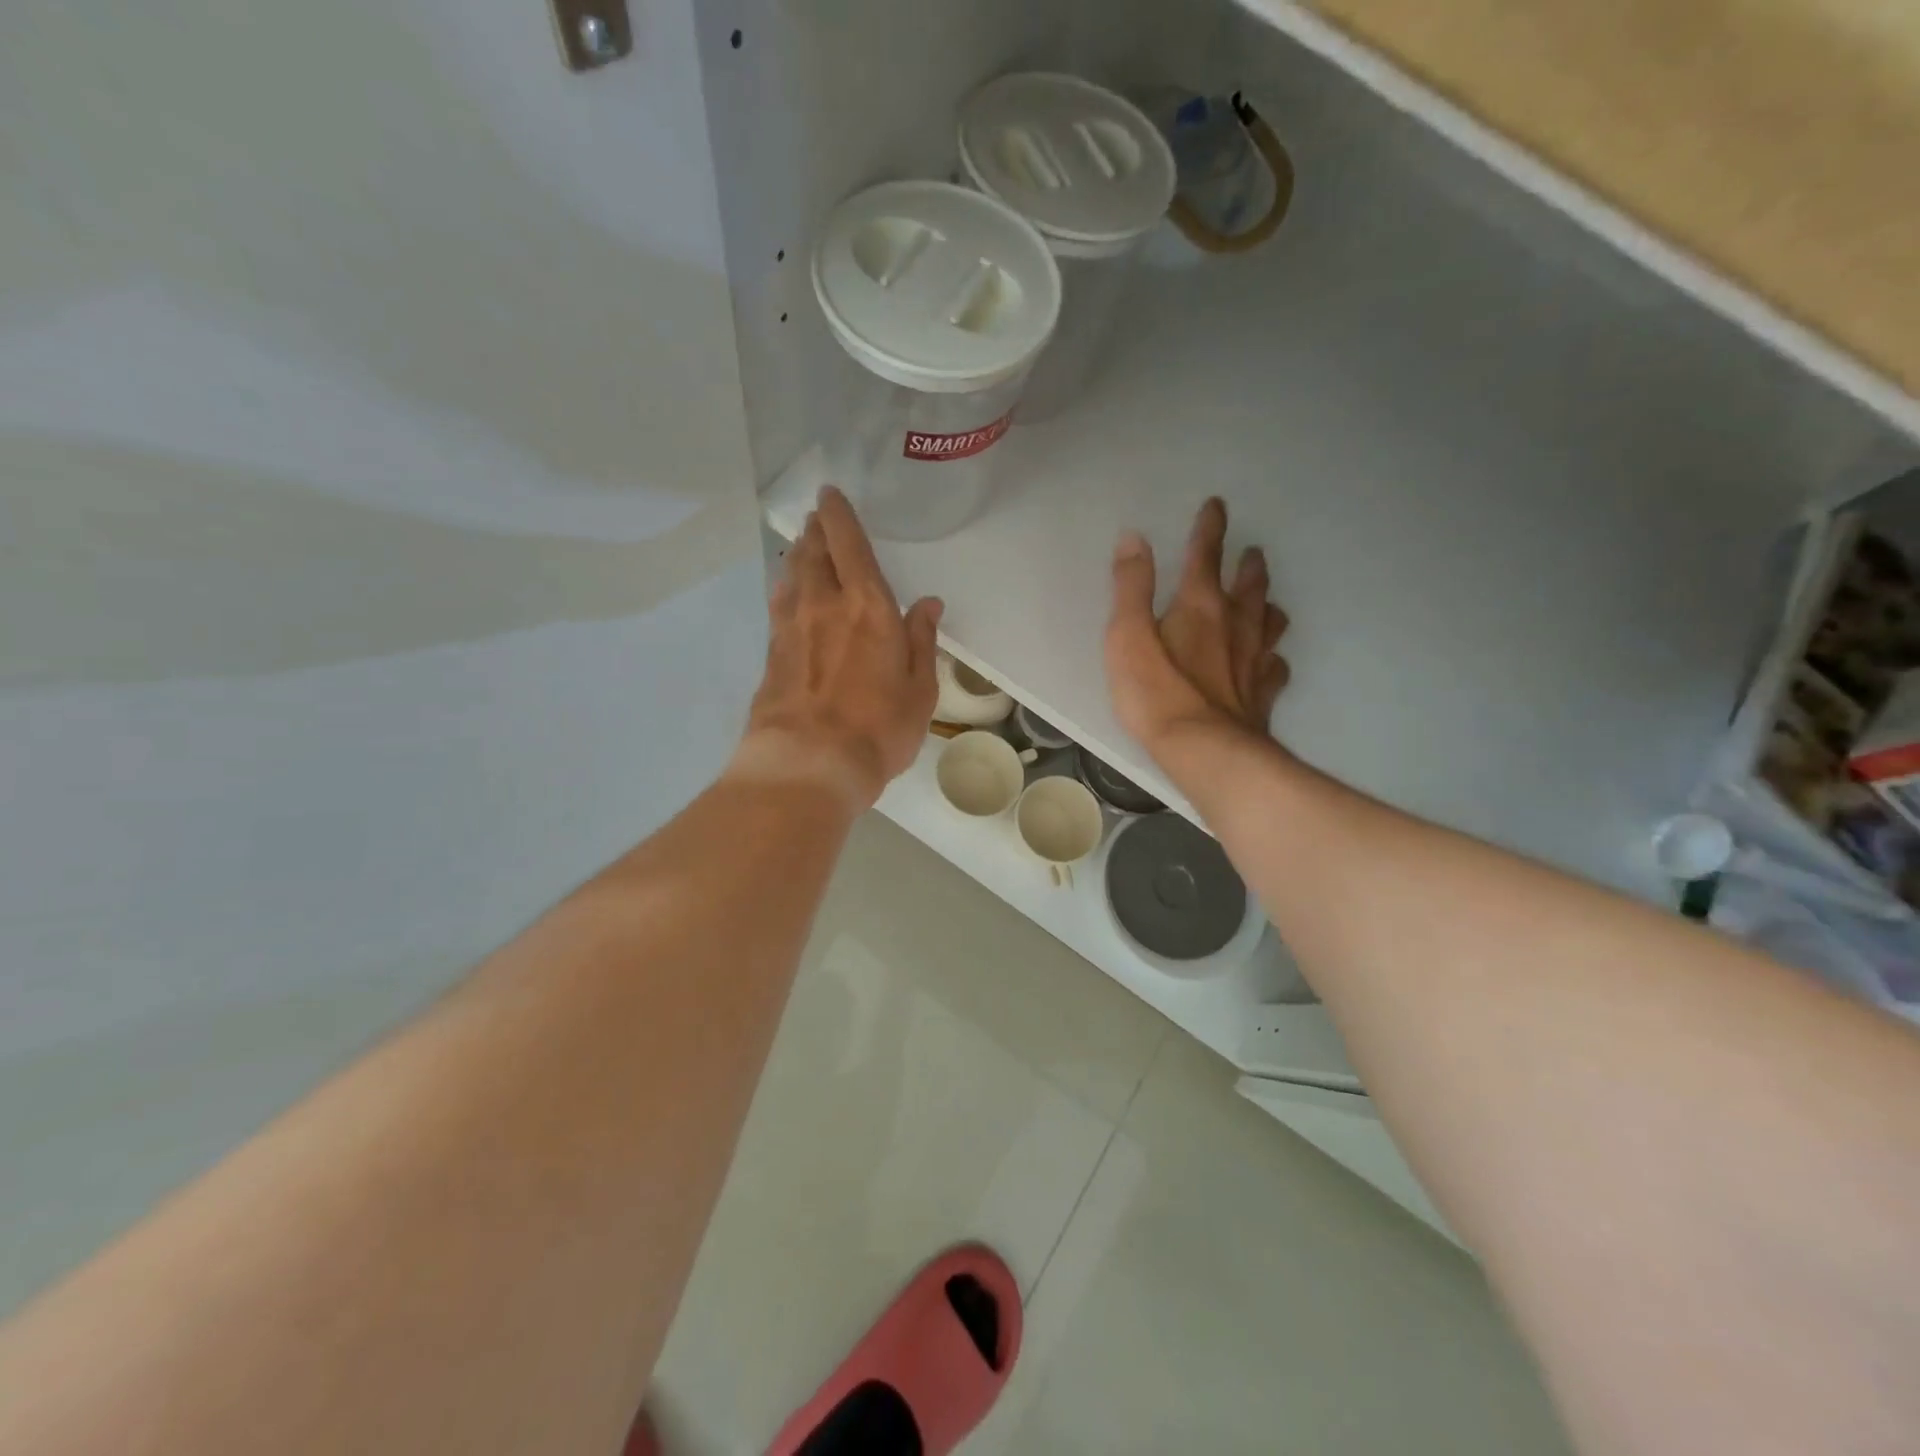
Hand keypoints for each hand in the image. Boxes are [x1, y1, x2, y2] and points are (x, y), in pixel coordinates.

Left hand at [736, 486, 942, 808]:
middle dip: (816, 531)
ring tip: (803, 548)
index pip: (849, 545)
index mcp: (868, 606)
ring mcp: (792, 629)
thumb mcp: (920, 690)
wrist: (808, 764)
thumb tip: (927, 603)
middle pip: (814, 554)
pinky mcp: (772, 654)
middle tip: (817, 519)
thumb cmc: (877, 728)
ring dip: (799, 556)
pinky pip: (779, 606)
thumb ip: (922, 641)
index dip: (839, 516)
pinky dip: (786, 589)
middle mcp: (825, 606)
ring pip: (792, 576)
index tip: (829, 495)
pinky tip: (788, 593)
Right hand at [1105, 497, 1289, 759]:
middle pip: (1250, 585)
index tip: (1217, 505)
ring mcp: (1255, 660)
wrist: (1205, 751)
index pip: (1206, 555)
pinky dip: (1272, 658)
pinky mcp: (1262, 694)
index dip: (1210, 528)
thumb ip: (1130, 587)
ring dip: (1267, 605)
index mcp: (1200, 605)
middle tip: (1252, 553)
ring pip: (1271, 621)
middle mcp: (1236, 624)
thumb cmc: (1156, 693)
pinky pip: (1275, 667)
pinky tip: (1269, 663)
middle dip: (1248, 565)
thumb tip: (1134, 538)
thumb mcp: (1127, 636)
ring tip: (1265, 602)